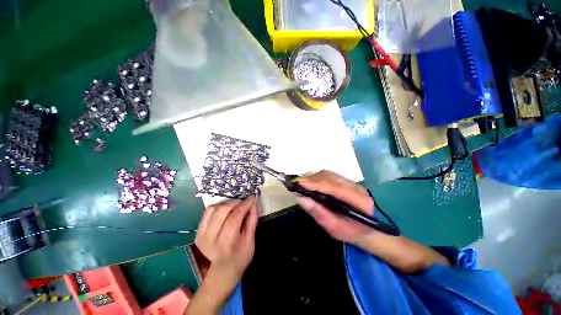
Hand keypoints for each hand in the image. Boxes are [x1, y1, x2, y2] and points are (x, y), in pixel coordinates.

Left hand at [194, 197, 258, 300]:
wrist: (223, 271)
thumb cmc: (241, 256)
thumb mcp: (251, 240)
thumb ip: (252, 220)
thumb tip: (253, 203)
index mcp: (227, 242)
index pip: (235, 217)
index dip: (244, 205)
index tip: (251, 198)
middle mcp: (211, 238)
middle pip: (222, 211)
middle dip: (235, 203)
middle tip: (243, 203)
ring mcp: (201, 235)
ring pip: (213, 209)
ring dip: (226, 204)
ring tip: (234, 206)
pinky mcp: (197, 232)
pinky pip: (207, 212)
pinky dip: (217, 207)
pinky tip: (225, 210)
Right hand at [296, 170, 376, 244]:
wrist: (364, 229)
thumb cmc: (350, 232)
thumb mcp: (334, 228)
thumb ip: (319, 213)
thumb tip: (301, 198)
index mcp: (360, 202)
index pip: (336, 188)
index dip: (317, 184)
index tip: (301, 183)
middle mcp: (357, 188)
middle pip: (331, 178)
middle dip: (312, 179)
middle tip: (297, 183)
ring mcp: (352, 182)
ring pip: (329, 174)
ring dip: (313, 177)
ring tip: (302, 184)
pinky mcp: (346, 181)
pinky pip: (329, 175)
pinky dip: (317, 178)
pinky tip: (310, 183)